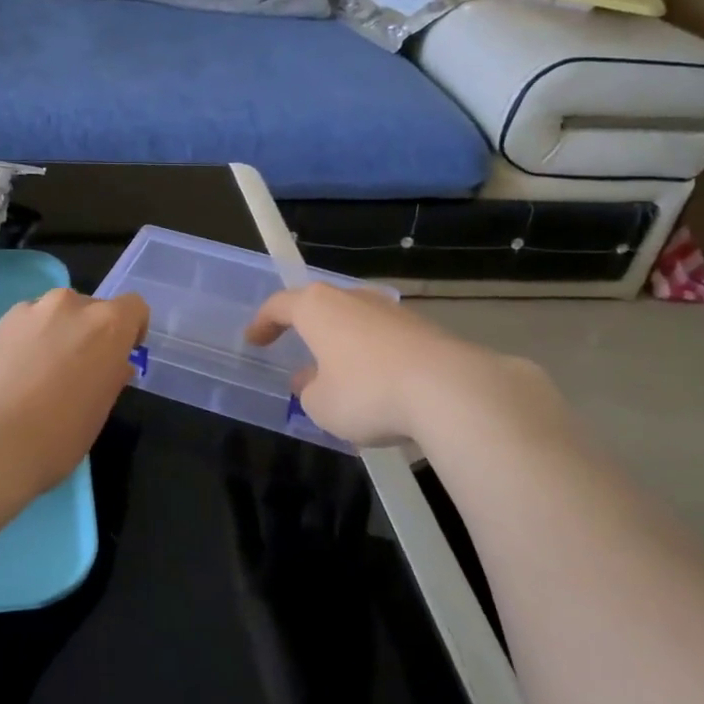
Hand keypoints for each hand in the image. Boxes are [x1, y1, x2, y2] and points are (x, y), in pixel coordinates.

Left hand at [0, 288, 148, 497]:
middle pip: (92, 309)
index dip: (131, 331)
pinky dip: (27, 341)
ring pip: (55, 314)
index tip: (120, 358)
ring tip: (41, 374)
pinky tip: (13, 375)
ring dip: (56, 334)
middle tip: (78, 371)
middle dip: (90, 333)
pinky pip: (25, 325)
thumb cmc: (57, 436)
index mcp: (107, 324)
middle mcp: (71, 305)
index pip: (133, 308)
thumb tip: (111, 364)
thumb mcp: (99, 411)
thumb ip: (110, 377)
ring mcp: (30, 310)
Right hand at [245, 283, 567, 447]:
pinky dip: (372, 353)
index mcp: (318, 308)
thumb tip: (310, 380)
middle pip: (320, 305)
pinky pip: (383, 336)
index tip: (254, 340)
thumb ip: (308, 390)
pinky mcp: (423, 327)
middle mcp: (353, 298)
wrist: (449, 390)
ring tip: (337, 370)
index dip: (263, 323)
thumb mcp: (321, 405)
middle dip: (306, 327)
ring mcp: (391, 310)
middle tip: (295, 348)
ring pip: (355, 320)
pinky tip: (376, 381)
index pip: (279, 305)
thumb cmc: (368, 393)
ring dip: (341, 341)